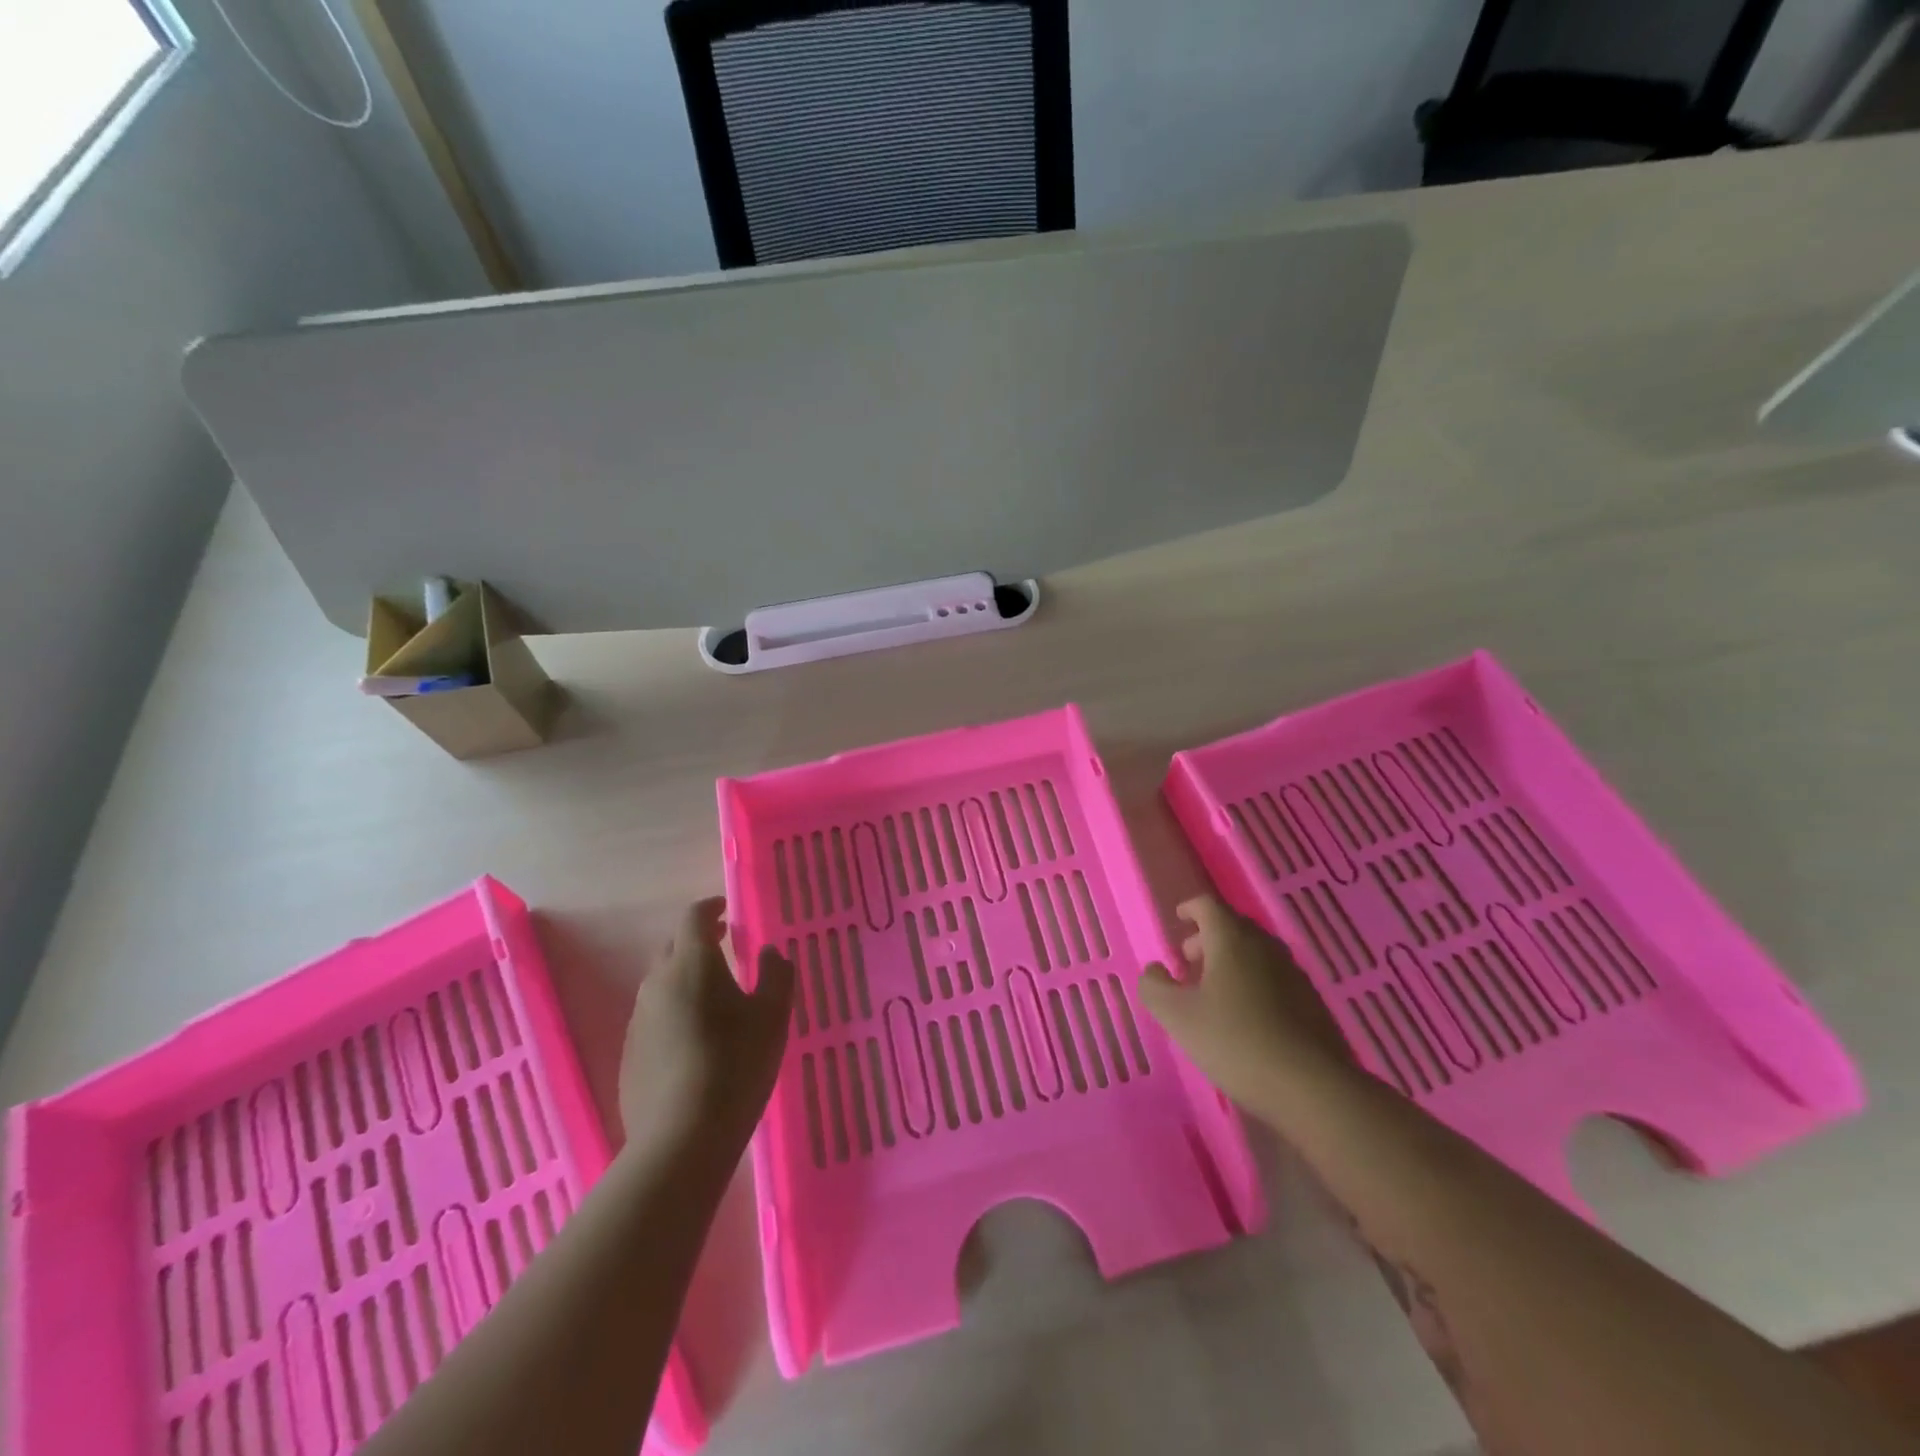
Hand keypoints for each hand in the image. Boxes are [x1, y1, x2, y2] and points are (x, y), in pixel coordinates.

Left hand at [619, 899, 794, 1156]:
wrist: (681, 1139)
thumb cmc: (736, 1065)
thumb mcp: (772, 1016)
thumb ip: (776, 975)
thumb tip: (770, 952)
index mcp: (693, 963)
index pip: (694, 917)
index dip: (710, 908)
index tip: (726, 911)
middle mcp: (658, 982)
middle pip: (674, 947)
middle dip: (697, 940)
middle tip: (724, 946)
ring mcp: (639, 1019)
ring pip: (661, 983)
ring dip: (684, 977)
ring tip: (712, 995)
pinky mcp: (630, 1053)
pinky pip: (654, 1016)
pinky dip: (674, 1010)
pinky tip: (694, 1037)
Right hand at [1138, 894, 1354, 1111]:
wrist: (1312, 1088)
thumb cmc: (1234, 1041)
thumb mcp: (1176, 1016)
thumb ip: (1154, 986)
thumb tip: (1156, 970)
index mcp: (1232, 939)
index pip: (1208, 905)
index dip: (1189, 908)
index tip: (1178, 920)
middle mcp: (1265, 946)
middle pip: (1233, 927)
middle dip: (1207, 938)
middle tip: (1188, 962)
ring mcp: (1294, 974)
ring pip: (1255, 954)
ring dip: (1231, 962)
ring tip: (1213, 993)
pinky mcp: (1312, 1003)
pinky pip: (1274, 979)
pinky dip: (1253, 984)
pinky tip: (1245, 1018)